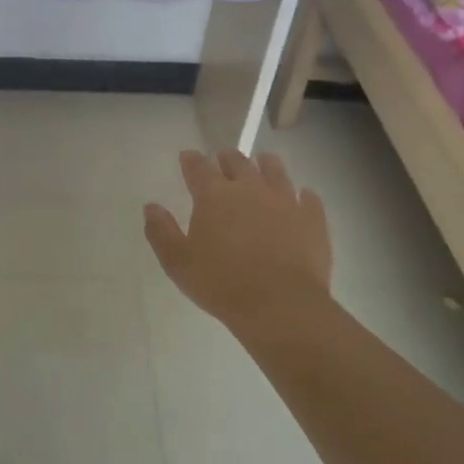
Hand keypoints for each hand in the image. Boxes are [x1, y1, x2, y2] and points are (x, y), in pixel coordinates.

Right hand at [144, 150, 332, 336]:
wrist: (281, 306)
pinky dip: (302, 194)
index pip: (198, 167)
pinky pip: (308, 198)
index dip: (191, 160)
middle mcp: (249, 188)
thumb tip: (151, 207)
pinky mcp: (312, 219)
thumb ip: (161, 231)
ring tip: (263, 163)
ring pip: (275, 171)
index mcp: (213, 195)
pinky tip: (302, 196)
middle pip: (237, 162)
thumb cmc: (221, 284)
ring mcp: (284, 201)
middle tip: (223, 158)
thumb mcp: (178, 262)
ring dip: (265, 164)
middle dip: (227, 158)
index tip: (188, 157)